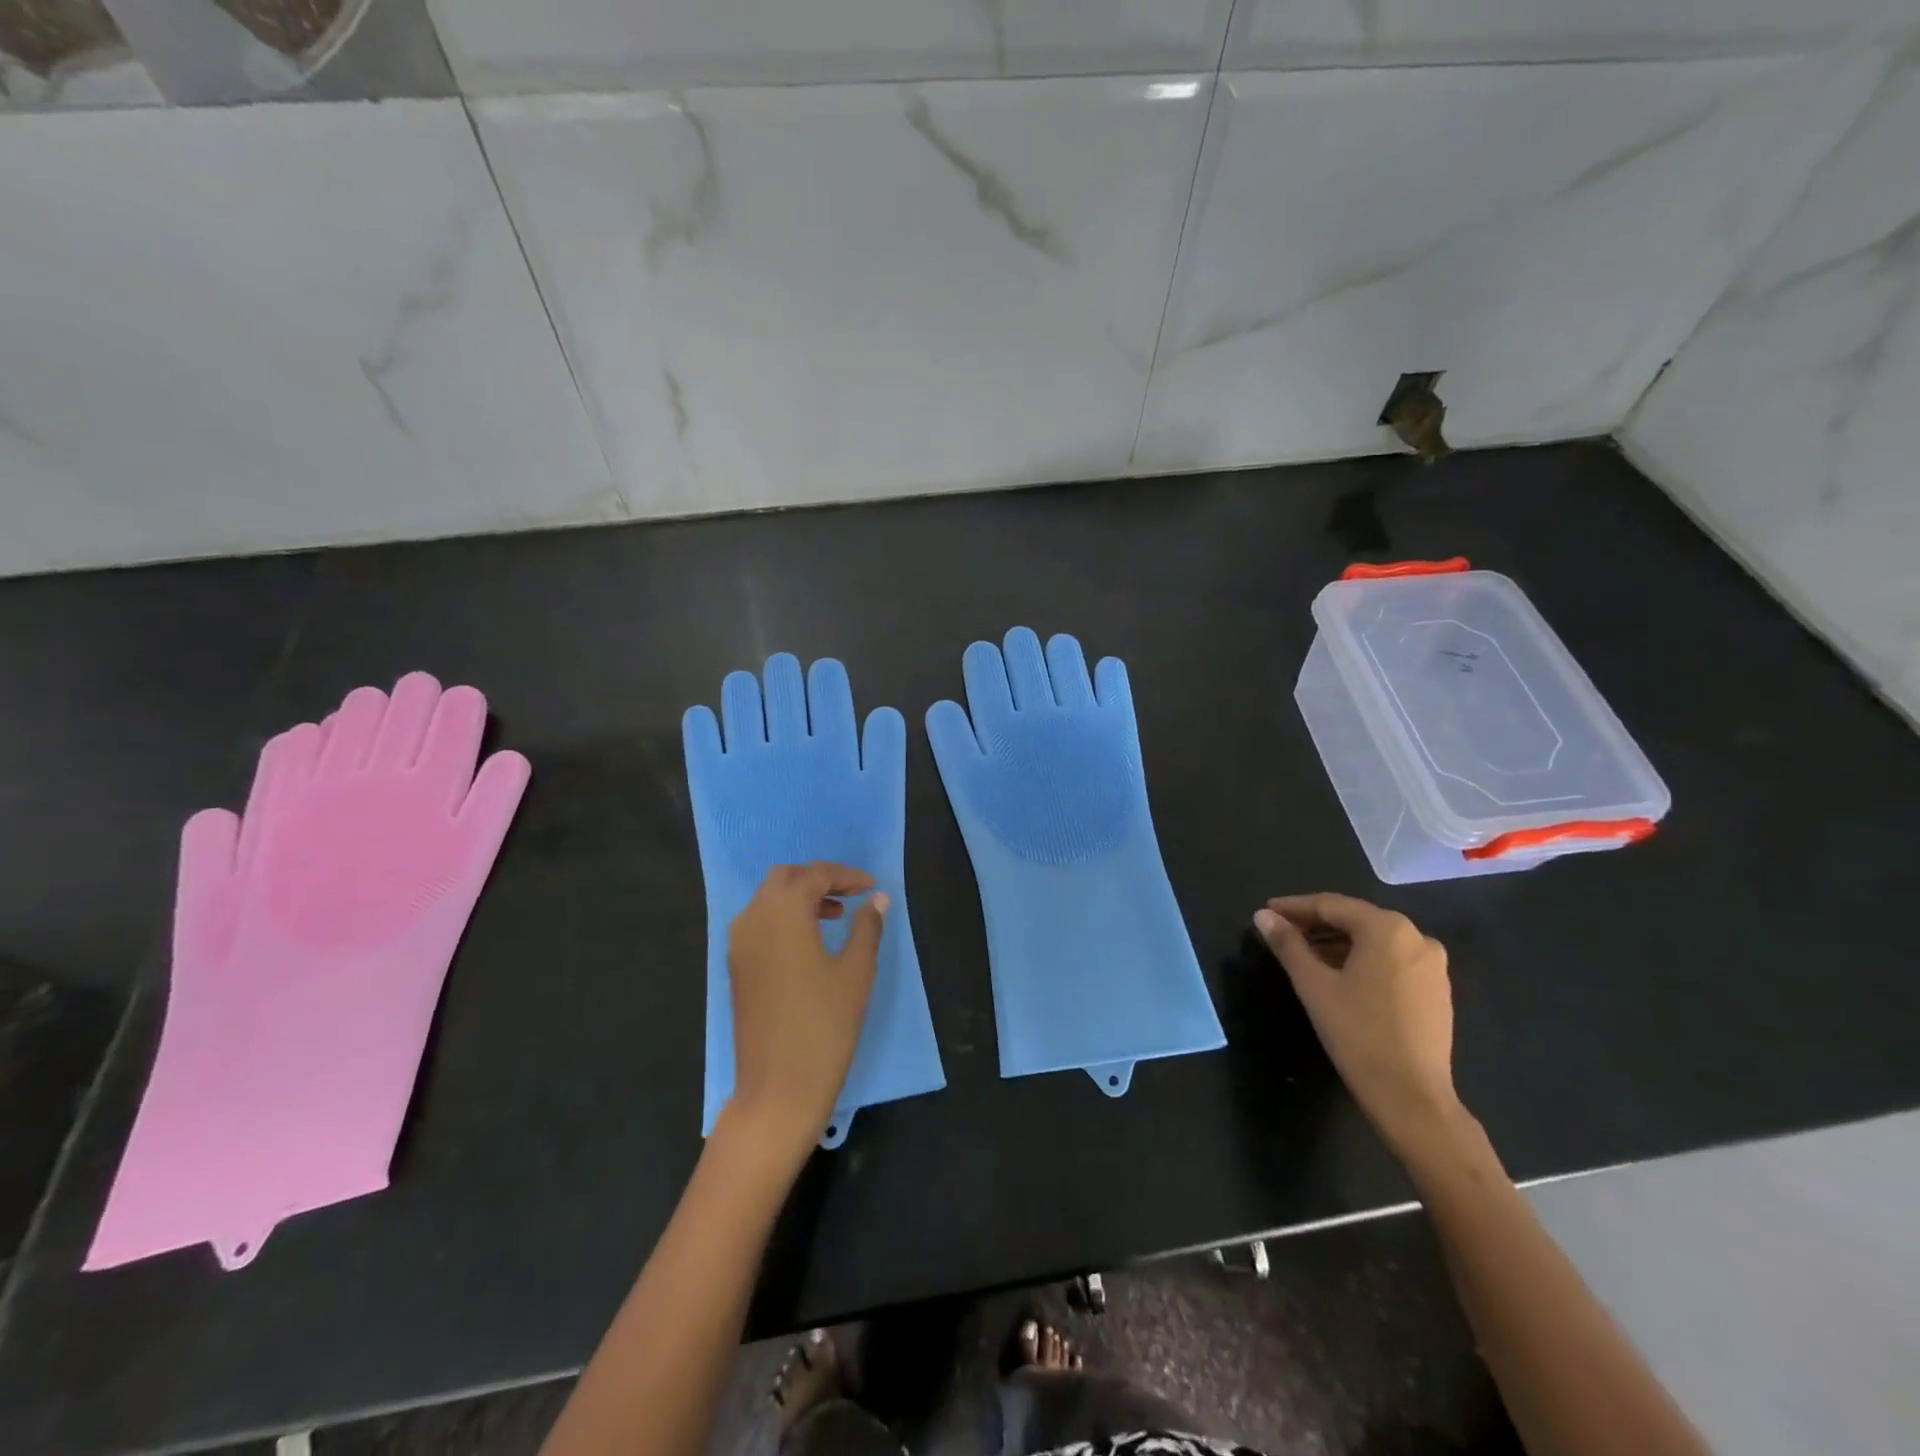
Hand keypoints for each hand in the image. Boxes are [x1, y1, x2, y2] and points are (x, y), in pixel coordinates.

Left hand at [721, 863, 885, 1163]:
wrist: (777, 1089)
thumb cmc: (824, 1026)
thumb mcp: (856, 973)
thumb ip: (867, 928)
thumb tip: (877, 899)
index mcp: (783, 911)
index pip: (815, 875)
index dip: (846, 876)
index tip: (872, 887)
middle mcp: (753, 917)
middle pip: (785, 879)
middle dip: (818, 880)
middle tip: (851, 895)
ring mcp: (739, 944)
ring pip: (768, 900)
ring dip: (800, 898)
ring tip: (835, 917)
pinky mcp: (736, 967)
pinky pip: (758, 924)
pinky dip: (783, 919)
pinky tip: (809, 942)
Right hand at [1254, 893, 1462, 1159]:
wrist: (1411, 1096)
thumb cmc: (1357, 1032)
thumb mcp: (1313, 984)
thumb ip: (1288, 944)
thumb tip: (1263, 916)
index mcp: (1387, 928)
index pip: (1331, 906)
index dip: (1294, 907)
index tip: (1267, 912)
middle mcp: (1416, 937)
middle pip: (1355, 920)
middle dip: (1316, 924)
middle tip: (1282, 932)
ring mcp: (1432, 964)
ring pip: (1375, 941)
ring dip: (1338, 943)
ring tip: (1305, 955)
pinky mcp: (1437, 990)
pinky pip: (1392, 960)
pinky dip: (1363, 960)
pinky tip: (1340, 976)